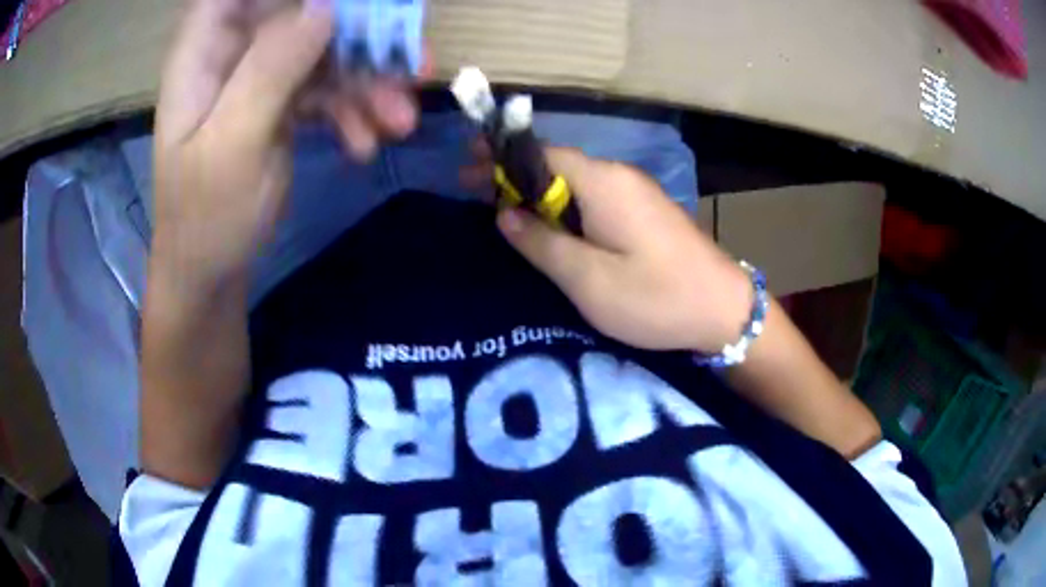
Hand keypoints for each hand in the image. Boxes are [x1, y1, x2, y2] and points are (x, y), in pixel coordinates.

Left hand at [152, 0, 420, 291]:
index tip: (349, 6)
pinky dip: (352, 111)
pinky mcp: (282, 101)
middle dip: (357, 31)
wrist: (211, 273)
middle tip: (411, 59)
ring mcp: (260, 75)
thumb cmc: (205, 216)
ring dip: (367, 80)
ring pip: (326, 49)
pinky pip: (328, 88)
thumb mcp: (233, 145)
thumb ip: (271, 70)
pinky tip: (365, 144)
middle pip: (302, 10)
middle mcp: (234, 50)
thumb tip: (325, 8)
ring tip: (400, 120)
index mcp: (204, 49)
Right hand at [495, 149, 751, 353]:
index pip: (541, 153)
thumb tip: (504, 213)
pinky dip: (564, 207)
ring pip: (575, 183)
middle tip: (474, 191)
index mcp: (603, 183)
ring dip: (538, 193)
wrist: (724, 311)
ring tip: (503, 212)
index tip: (467, 167)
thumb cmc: (656, 298)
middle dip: (514, 176)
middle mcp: (619, 176)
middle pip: (556, 165)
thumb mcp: (589, 279)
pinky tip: (550, 227)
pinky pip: (595, 199)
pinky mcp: (645, 213)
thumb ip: (542, 243)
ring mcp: (636, 193)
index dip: (502, 158)